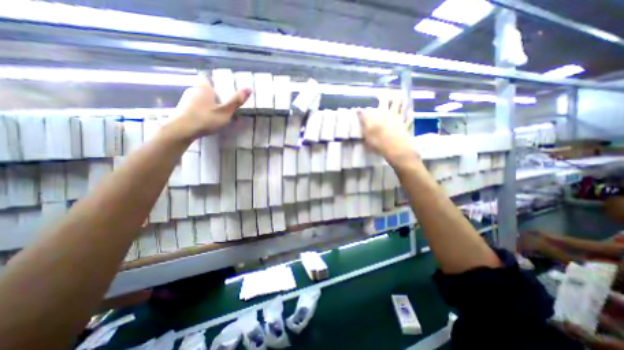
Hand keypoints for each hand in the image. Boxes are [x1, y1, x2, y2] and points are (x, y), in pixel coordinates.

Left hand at [170, 76, 249, 140]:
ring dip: (206, 103)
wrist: (182, 130)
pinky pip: (194, 106)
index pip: (207, 78)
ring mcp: (185, 99)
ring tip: (215, 114)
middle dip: (212, 94)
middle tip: (222, 105)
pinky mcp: (181, 109)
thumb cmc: (206, 118)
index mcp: (204, 87)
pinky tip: (204, 119)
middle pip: (204, 88)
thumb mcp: (225, 111)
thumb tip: (249, 88)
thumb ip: (236, 101)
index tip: (222, 90)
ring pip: (198, 98)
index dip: (215, 82)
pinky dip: (200, 110)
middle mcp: (193, 89)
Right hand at [356, 97, 417, 166]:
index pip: (382, 101)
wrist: (395, 150)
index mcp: (382, 114)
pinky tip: (411, 115)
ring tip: (404, 98)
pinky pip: (408, 120)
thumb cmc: (379, 141)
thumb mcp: (367, 131)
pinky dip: (410, 117)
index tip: (383, 89)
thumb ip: (363, 119)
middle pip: (395, 103)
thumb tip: (357, 109)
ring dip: (403, 103)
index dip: (383, 95)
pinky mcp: (405, 128)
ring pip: (403, 109)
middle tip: (396, 91)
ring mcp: (400, 121)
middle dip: (395, 97)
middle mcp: (393, 115)